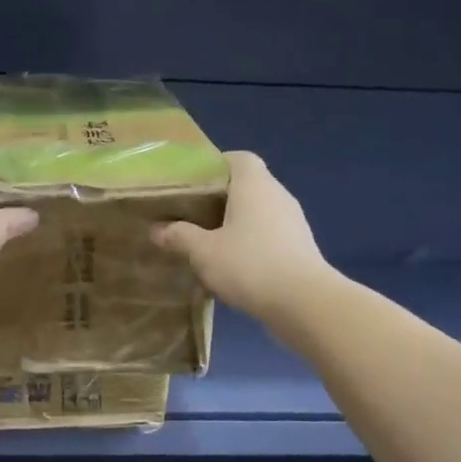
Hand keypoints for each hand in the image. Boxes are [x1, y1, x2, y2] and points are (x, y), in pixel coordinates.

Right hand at [153, 152, 330, 326]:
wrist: (304, 302)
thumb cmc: (249, 265)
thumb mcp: (203, 252)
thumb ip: (179, 236)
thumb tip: (157, 229)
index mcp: (254, 185)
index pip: (238, 158)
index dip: (215, 166)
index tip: (192, 184)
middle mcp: (277, 195)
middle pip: (247, 186)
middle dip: (219, 199)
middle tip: (191, 216)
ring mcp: (293, 222)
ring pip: (258, 213)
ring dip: (236, 224)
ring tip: (208, 243)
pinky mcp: (299, 247)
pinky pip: (269, 235)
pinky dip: (251, 243)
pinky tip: (233, 266)